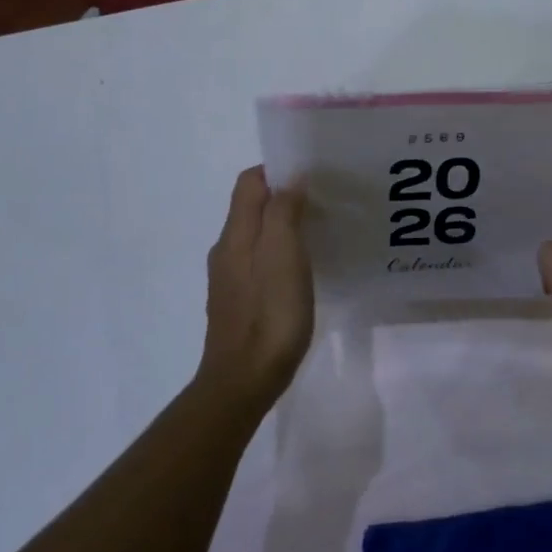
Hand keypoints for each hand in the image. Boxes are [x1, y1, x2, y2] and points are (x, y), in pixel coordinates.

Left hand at [198, 166, 313, 405]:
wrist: (243, 380)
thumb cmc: (269, 314)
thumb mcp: (283, 256)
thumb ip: (283, 212)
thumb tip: (290, 180)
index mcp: (235, 234)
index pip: (249, 182)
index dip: (277, 170)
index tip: (312, 174)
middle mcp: (227, 250)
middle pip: (251, 207)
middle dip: (283, 196)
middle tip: (324, 201)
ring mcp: (230, 278)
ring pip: (256, 235)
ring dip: (283, 225)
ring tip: (318, 231)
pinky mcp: (239, 301)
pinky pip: (258, 261)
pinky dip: (279, 252)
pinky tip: (302, 269)